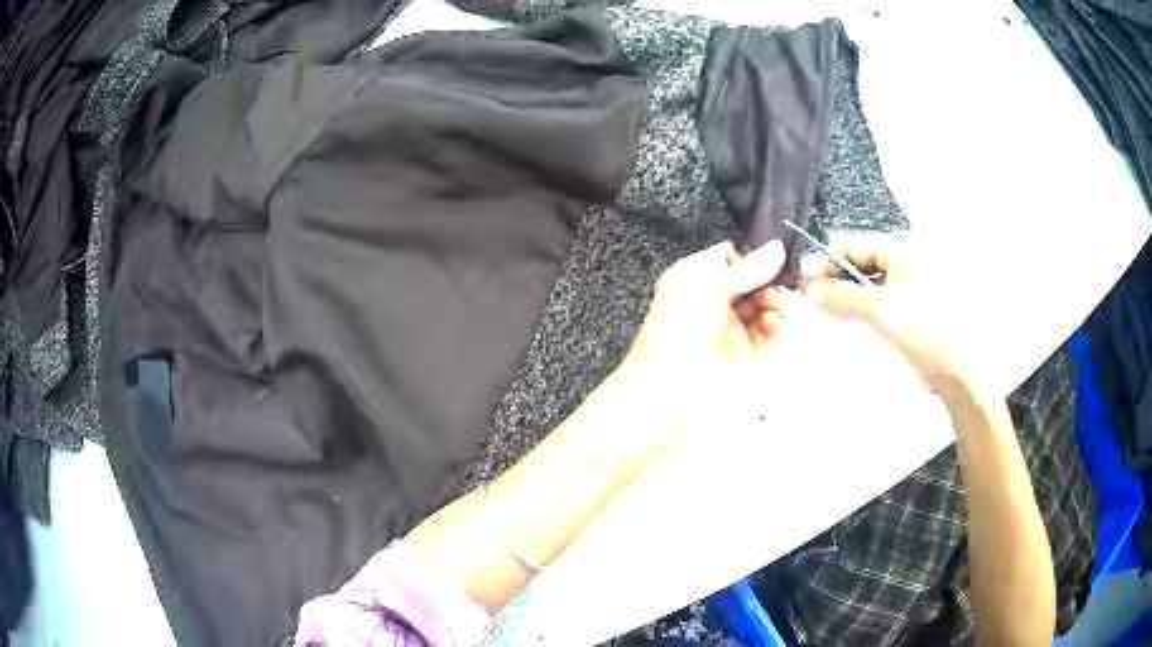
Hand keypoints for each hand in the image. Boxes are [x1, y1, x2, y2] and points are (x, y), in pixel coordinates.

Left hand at [625, 240, 785, 394]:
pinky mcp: (743, 350)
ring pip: (760, 303)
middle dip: (766, 278)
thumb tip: (776, 248)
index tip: (772, 256)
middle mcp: (710, 299)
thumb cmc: (677, 330)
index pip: (729, 256)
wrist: (670, 386)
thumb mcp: (709, 286)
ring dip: (771, 299)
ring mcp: (727, 325)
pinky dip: (773, 322)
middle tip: (776, 281)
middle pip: (750, 279)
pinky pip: (765, 329)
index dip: (751, 255)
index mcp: (693, 277)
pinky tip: (772, 321)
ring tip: (772, 303)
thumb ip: (747, 268)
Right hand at [798, 238, 977, 396]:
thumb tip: (809, 288)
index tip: (804, 280)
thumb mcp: (881, 308)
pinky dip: (860, 310)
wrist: (960, 370)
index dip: (827, 260)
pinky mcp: (909, 311)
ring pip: (867, 285)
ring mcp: (908, 287)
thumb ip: (842, 295)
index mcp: (903, 247)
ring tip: (825, 312)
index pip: (854, 244)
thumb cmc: (927, 328)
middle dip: (834, 280)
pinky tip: (847, 321)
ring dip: (846, 297)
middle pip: (859, 263)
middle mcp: (905, 261)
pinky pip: (877, 303)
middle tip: (811, 299)